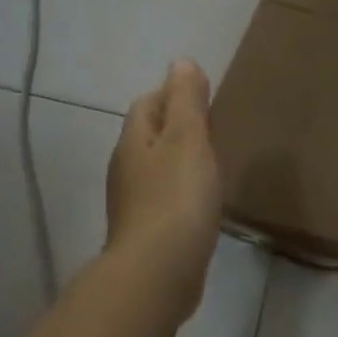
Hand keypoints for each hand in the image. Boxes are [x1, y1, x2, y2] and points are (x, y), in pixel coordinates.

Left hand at [106, 59, 222, 319]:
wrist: (157, 274)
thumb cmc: (176, 198)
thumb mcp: (187, 140)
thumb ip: (186, 102)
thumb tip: (180, 62)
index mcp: (133, 142)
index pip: (147, 104)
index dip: (171, 93)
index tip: (202, 96)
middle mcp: (125, 169)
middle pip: (147, 136)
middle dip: (174, 127)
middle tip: (211, 128)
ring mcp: (132, 204)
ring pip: (155, 169)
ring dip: (177, 161)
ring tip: (210, 163)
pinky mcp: (145, 233)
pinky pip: (163, 200)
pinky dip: (180, 193)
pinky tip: (200, 203)